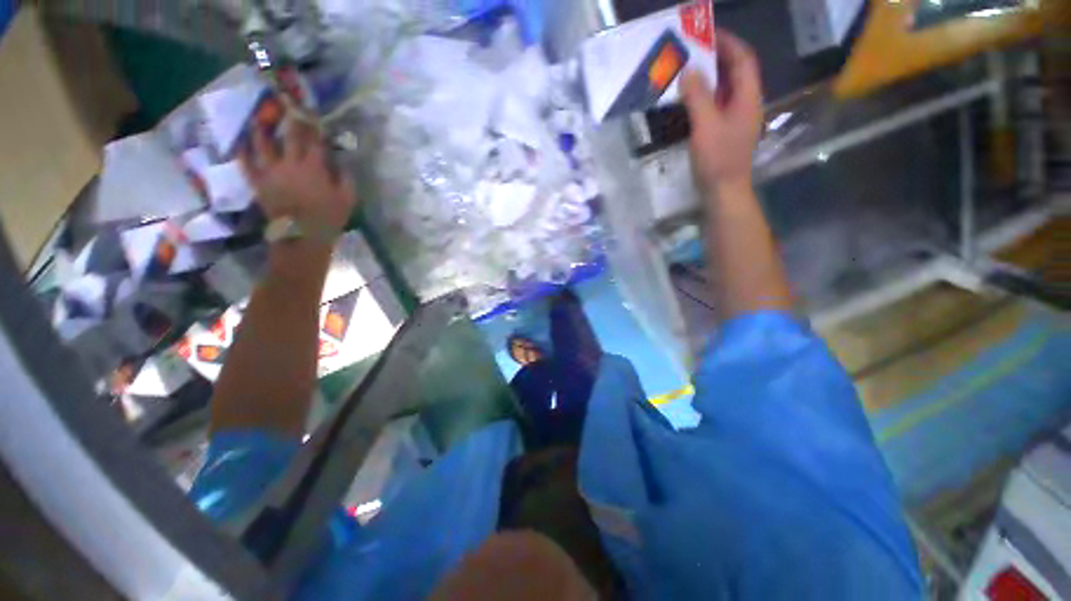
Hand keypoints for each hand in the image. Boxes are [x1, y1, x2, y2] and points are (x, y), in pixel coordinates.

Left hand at [239, 118, 357, 240]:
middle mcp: (290, 163)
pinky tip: (241, 144)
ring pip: (262, 144)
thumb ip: (345, 178)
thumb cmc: (329, 218)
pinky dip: (242, 152)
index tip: (316, 116)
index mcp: (314, 167)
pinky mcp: (258, 182)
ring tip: (260, 119)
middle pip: (290, 136)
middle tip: (289, 107)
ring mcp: (271, 172)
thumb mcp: (348, 199)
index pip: (315, 141)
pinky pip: (246, 164)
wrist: (302, 236)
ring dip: (261, 129)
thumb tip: (341, 163)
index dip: (316, 127)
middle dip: (291, 120)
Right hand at [682, 30, 763, 193]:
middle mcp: (745, 104)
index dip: (728, 42)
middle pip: (735, 72)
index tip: (708, 34)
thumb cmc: (718, 159)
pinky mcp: (724, 132)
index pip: (743, 59)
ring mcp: (735, 119)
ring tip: (687, 73)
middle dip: (716, 59)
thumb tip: (689, 71)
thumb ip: (698, 97)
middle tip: (692, 53)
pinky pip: (715, 106)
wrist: (723, 191)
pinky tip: (688, 101)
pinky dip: (703, 98)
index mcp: (748, 97)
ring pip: (724, 90)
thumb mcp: (706, 125)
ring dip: (708, 79)